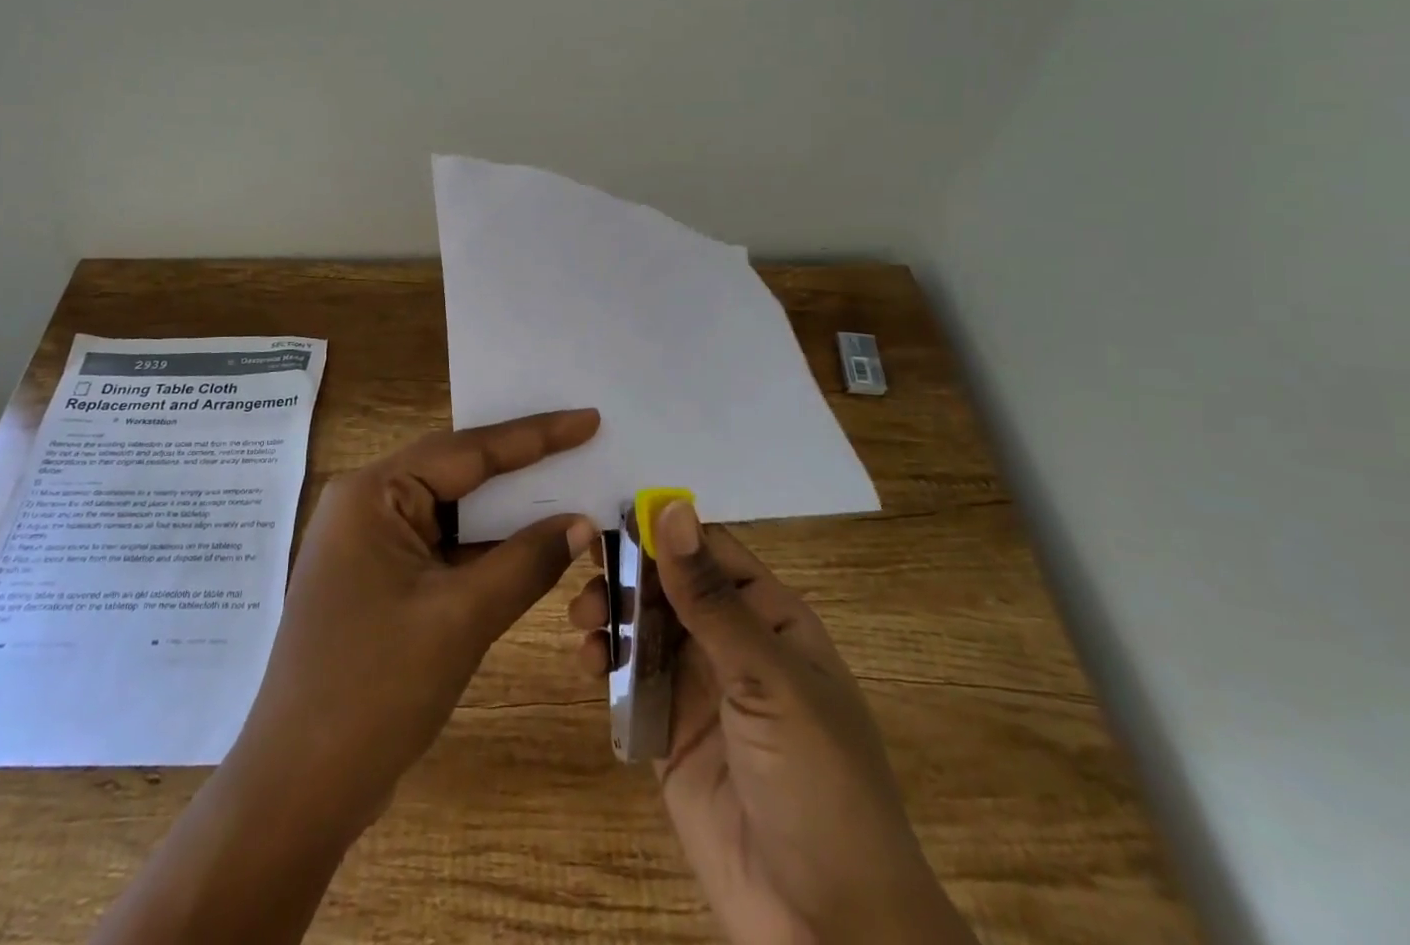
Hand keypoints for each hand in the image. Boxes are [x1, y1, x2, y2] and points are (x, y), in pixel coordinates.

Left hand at [95, 409, 599, 944]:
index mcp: (373, 493)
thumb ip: (526, 561)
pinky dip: (488, 549)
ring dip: (509, 513)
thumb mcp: (461, 617)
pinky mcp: (382, 582)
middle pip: (459, 474)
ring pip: (455, 514)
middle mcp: (368, 505)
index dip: (535, 435)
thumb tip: (583, 522)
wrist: (299, 792)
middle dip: (523, 468)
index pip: (468, 450)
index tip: (587, 418)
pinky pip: (445, 549)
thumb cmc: (375, 688)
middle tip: (585, 446)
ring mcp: (372, 545)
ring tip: (571, 489)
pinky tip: (534, 546)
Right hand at [568, 500, 973, 943]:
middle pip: (669, 583)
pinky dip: (604, 661)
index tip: (609, 513)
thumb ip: (710, 598)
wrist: (826, 933)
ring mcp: (698, 688)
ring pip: (643, 625)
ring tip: (583, 622)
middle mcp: (732, 643)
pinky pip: (629, 679)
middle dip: (626, 569)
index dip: (663, 528)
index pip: (710, 550)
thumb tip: (672, 506)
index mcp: (770, 617)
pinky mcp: (668, 731)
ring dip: (609, 611)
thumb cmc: (817, 785)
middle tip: (584, 567)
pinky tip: (587, 661)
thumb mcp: (767, 681)